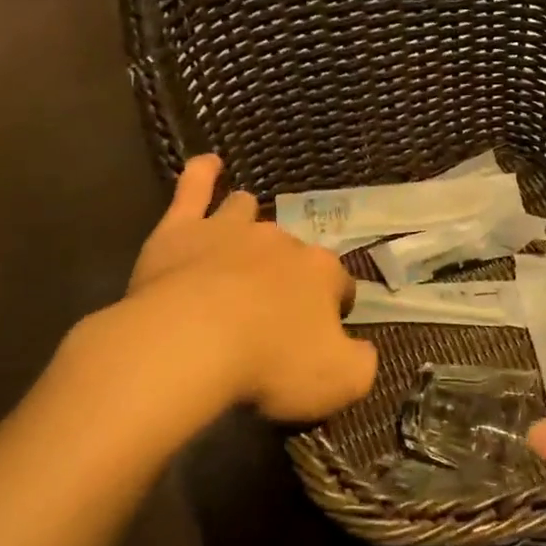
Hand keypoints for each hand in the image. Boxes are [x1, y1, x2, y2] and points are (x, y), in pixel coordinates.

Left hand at [100, 154, 376, 422]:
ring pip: (246, 212)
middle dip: (288, 273)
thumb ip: (361, 364)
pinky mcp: (182, 229)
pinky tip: (208, 164)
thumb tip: (362, 352)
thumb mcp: (340, 381)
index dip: (334, 309)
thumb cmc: (270, 363)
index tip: (320, 336)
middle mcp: (281, 241)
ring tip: (240, 241)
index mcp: (321, 273)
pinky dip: (202, 173)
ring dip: (248, 223)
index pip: (340, 286)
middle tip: (271, 311)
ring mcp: (229, 229)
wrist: (191, 342)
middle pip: (292, 252)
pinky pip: (194, 187)